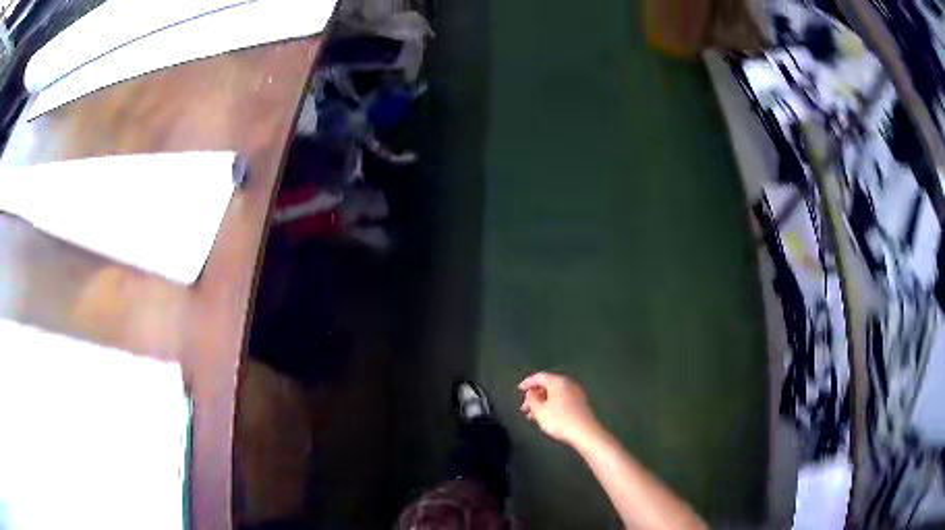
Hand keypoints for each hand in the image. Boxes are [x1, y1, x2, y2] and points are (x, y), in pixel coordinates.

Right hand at [519, 372, 600, 446]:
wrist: (584, 432)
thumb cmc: (560, 420)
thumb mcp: (540, 411)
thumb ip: (532, 400)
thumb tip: (531, 393)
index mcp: (558, 382)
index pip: (540, 376)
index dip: (528, 382)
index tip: (519, 389)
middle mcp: (568, 384)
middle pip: (548, 385)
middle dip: (535, 395)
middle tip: (525, 405)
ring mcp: (576, 393)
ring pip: (555, 394)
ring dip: (542, 402)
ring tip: (532, 415)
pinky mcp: (580, 403)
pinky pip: (562, 399)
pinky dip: (551, 405)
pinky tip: (546, 416)